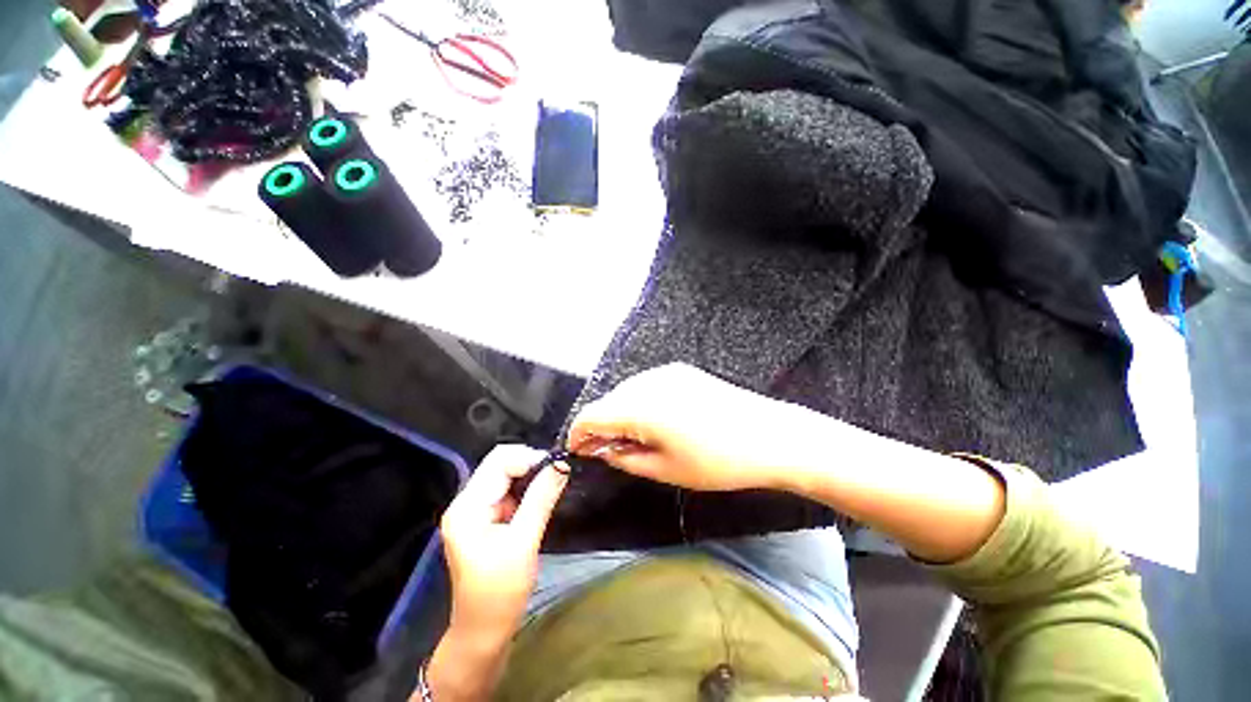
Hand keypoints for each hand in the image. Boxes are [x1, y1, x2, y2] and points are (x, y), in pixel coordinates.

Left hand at [439, 444, 567, 644]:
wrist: (483, 632)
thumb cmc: (500, 592)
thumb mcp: (524, 542)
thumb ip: (541, 498)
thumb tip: (561, 464)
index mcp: (467, 506)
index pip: (499, 461)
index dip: (529, 458)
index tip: (557, 469)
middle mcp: (466, 502)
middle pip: (500, 465)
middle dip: (531, 466)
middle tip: (556, 478)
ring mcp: (474, 511)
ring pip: (506, 477)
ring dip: (530, 479)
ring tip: (551, 490)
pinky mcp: (484, 520)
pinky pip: (507, 492)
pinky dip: (526, 491)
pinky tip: (539, 503)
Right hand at [567, 363, 820, 491]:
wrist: (768, 435)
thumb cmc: (716, 461)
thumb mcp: (665, 469)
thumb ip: (625, 458)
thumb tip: (602, 450)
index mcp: (638, 406)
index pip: (591, 415)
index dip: (579, 434)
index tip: (578, 451)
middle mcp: (647, 381)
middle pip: (608, 401)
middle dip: (602, 425)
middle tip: (609, 451)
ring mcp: (665, 372)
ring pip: (627, 391)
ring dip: (621, 413)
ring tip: (635, 437)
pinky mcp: (681, 370)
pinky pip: (647, 385)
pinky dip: (640, 402)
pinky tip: (656, 419)